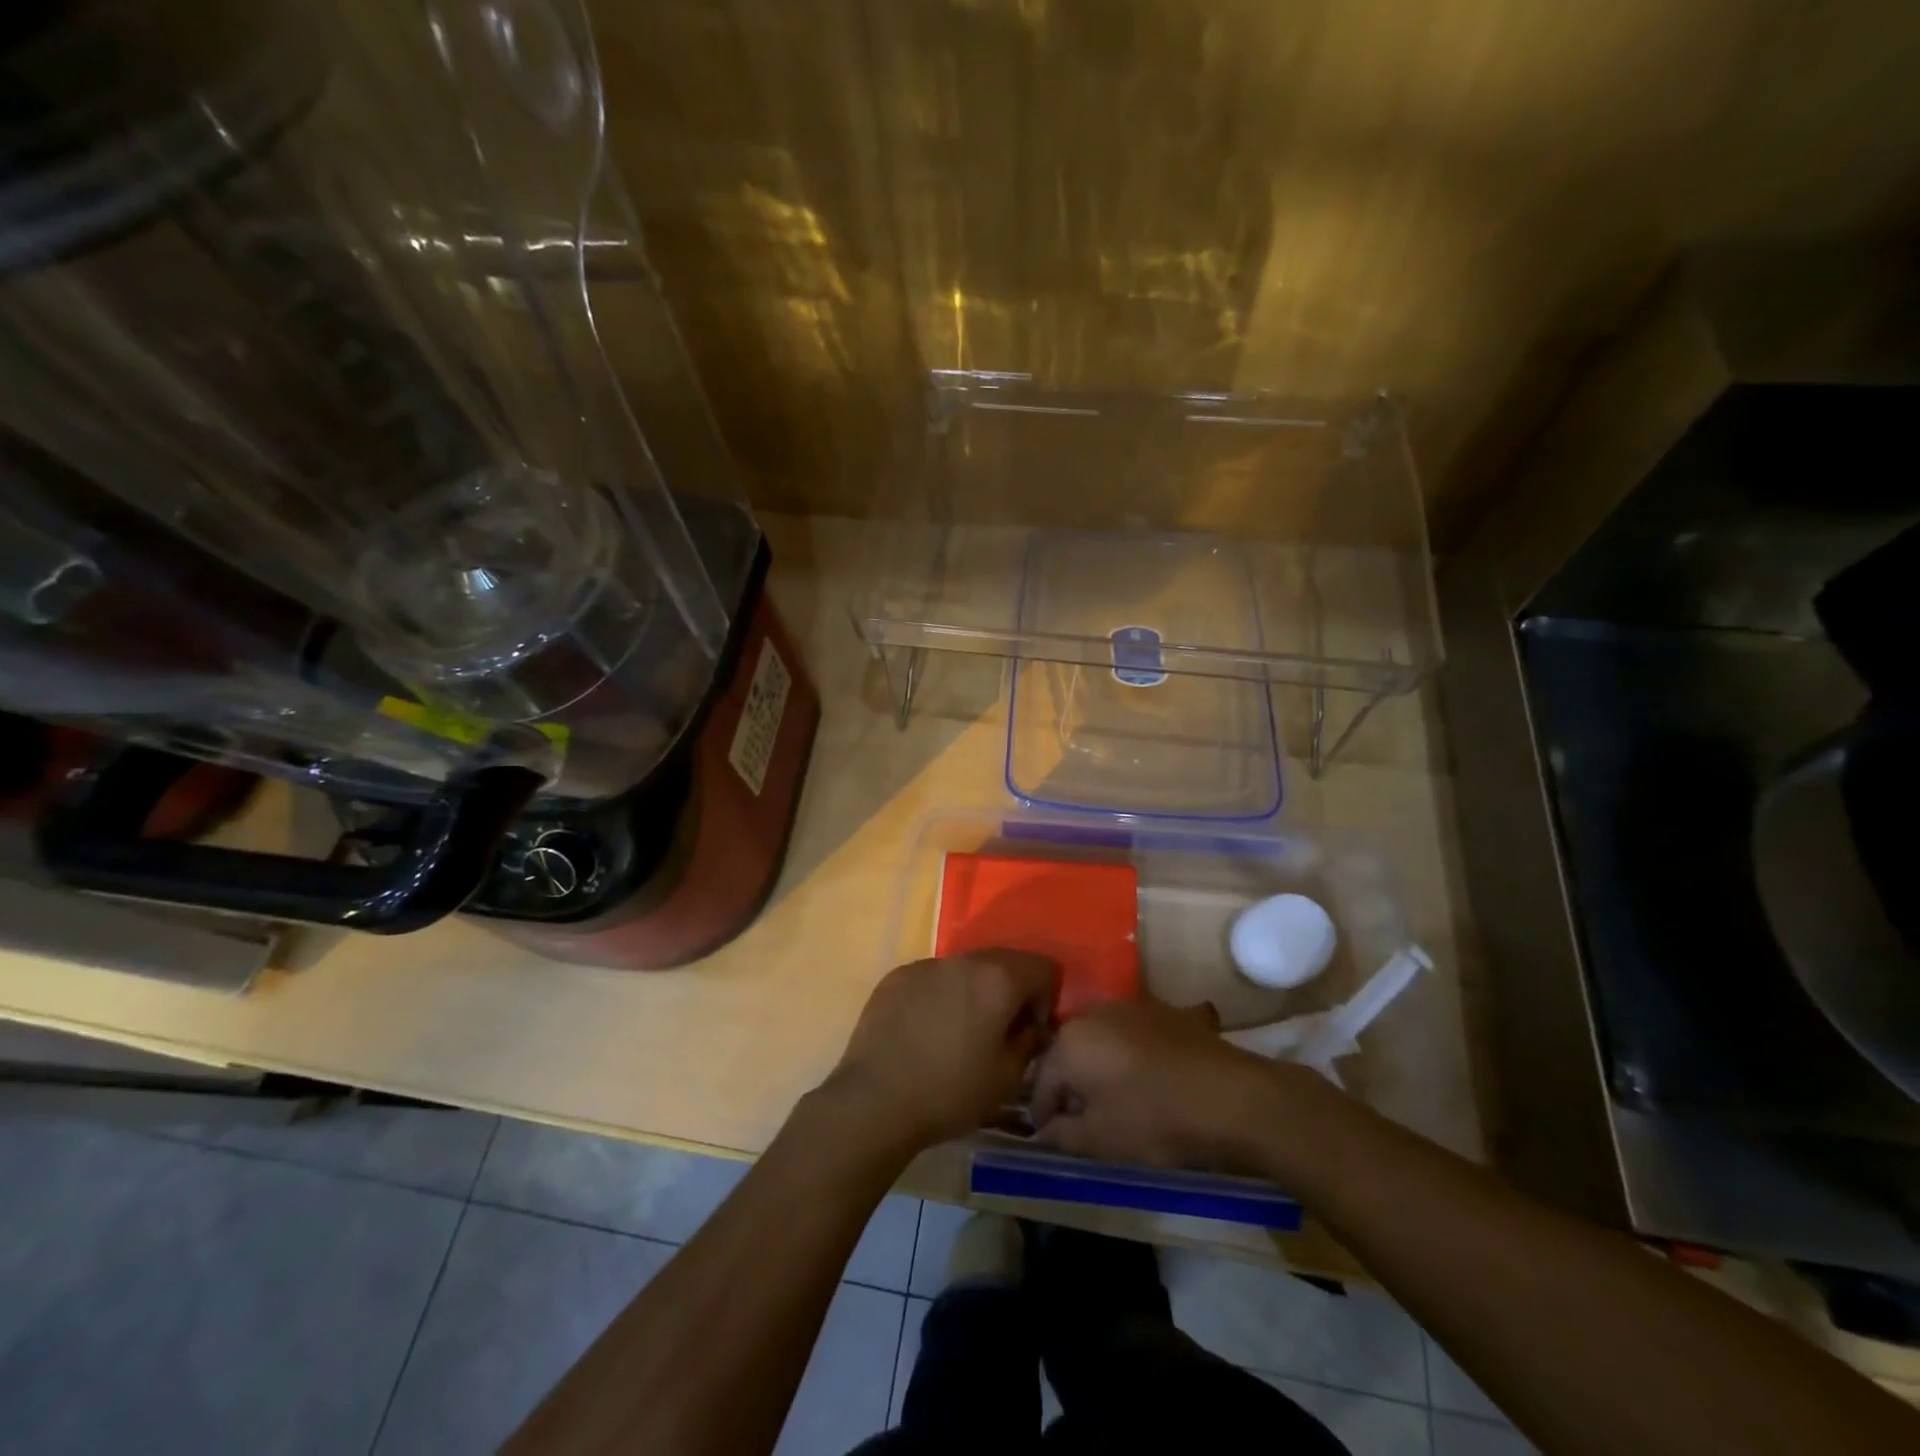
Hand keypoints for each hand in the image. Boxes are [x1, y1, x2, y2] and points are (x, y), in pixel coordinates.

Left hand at [825, 951, 1059, 1152]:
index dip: (1047, 996)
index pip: (1042, 966)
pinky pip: (931, 979)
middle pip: (1003, 961)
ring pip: (964, 969)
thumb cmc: (950, 1092)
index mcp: (997, 979)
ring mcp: (925, 965)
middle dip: (1010, 991)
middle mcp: (963, 960)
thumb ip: (1029, 1043)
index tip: (1030, 1029)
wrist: (875, 1100)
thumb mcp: (1006, 1079)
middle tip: (1000, 1031)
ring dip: (973, 992)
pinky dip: (939, 996)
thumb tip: (1032, 1028)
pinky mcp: (896, 977)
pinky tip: (925, 1032)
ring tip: (958, 1033)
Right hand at [1031, 998, 1288, 1170]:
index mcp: (1069, 1042)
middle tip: (1084, 1121)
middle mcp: (1093, 1013)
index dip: (1042, 1115)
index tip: (1052, 1140)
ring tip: (1119, 1100)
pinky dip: (1133, 1054)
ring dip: (1101, 1066)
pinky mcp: (1164, 1010)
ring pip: (1101, 1040)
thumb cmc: (1155, 1119)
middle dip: (1071, 1086)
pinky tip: (1152, 1078)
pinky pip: (1135, 1034)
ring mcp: (1130, 1006)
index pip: (1040, 1082)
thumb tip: (1046, 1130)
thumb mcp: (1100, 1141)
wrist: (1230, 1096)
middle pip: (1069, 1054)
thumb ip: (1062, 1135)